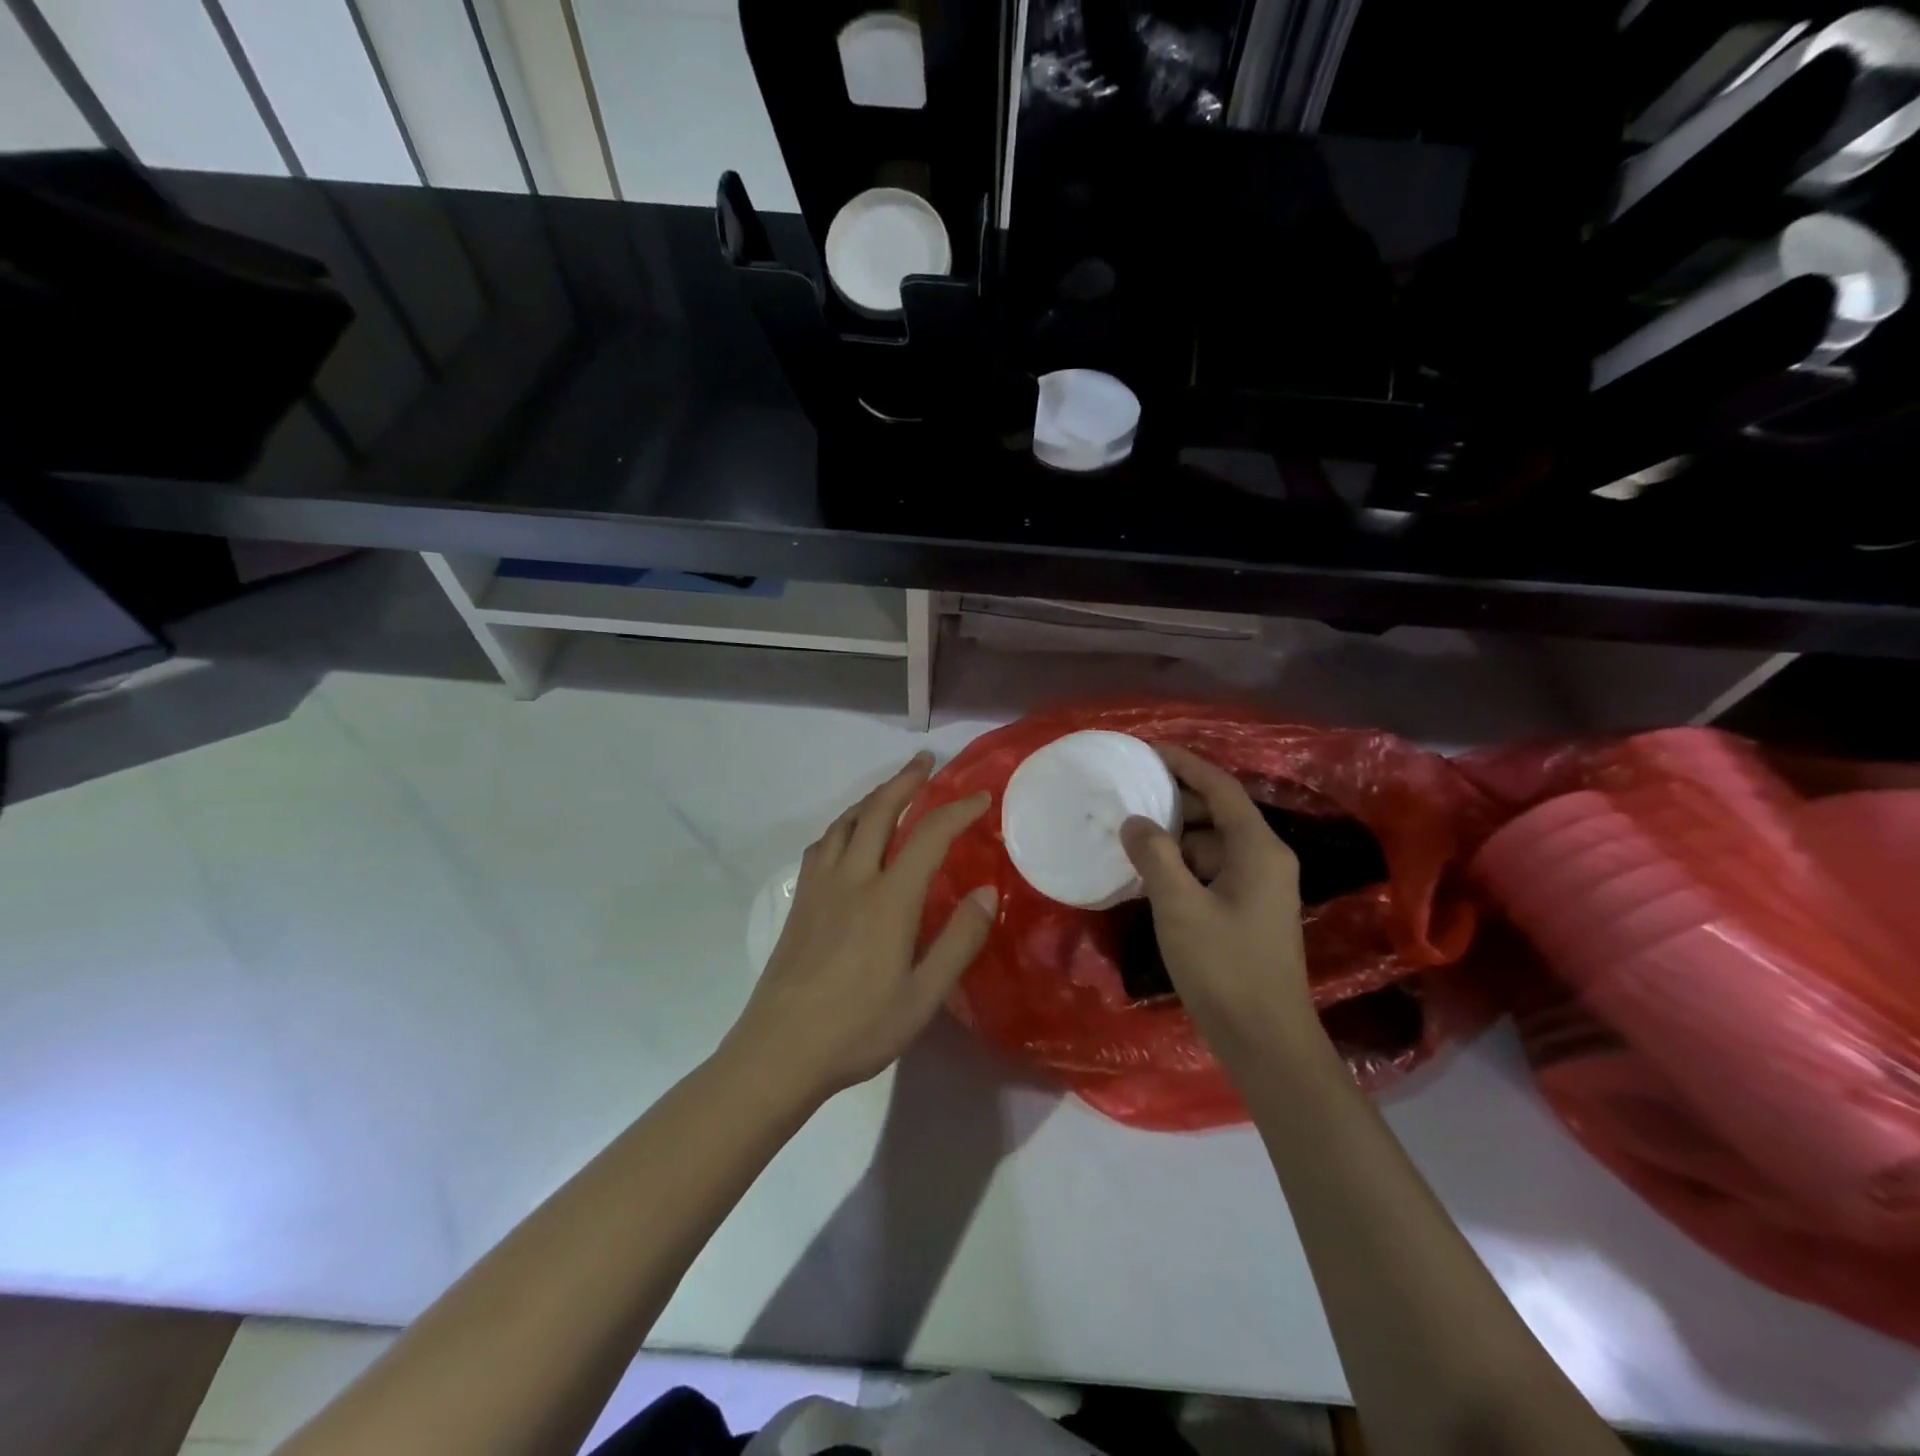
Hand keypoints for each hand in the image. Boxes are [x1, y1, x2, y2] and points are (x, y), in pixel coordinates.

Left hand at [727, 752, 996, 1100]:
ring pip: (845, 822)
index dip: (957, 811)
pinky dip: (843, 824)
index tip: (980, 798)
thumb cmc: (858, 1028)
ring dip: (872, 797)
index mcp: (888, 900)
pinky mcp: (799, 902)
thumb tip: (985, 892)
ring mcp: (819, 887)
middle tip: (925, 761)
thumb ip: (958, 941)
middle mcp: (852, 879)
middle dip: (905, 781)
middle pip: (878, 812)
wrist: (779, 1051)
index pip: (928, 836)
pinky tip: (847, 835)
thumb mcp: (923, 997)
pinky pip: (823, 844)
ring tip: (891, 789)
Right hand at [1120, 745, 1315, 1058]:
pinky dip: (1180, 866)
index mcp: (1258, 849)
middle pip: (1216, 814)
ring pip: (1210, 845)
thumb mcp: (1179, 907)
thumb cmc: (1224, 968)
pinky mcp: (1247, 911)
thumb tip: (1135, 822)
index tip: (1146, 750)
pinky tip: (1147, 874)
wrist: (1266, 1041)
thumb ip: (1154, 856)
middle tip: (1125, 796)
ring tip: (1127, 834)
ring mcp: (1258, 887)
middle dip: (1172, 802)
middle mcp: (1264, 859)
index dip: (1184, 763)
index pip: (1220, 788)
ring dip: (1172, 838)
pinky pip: (1210, 871)